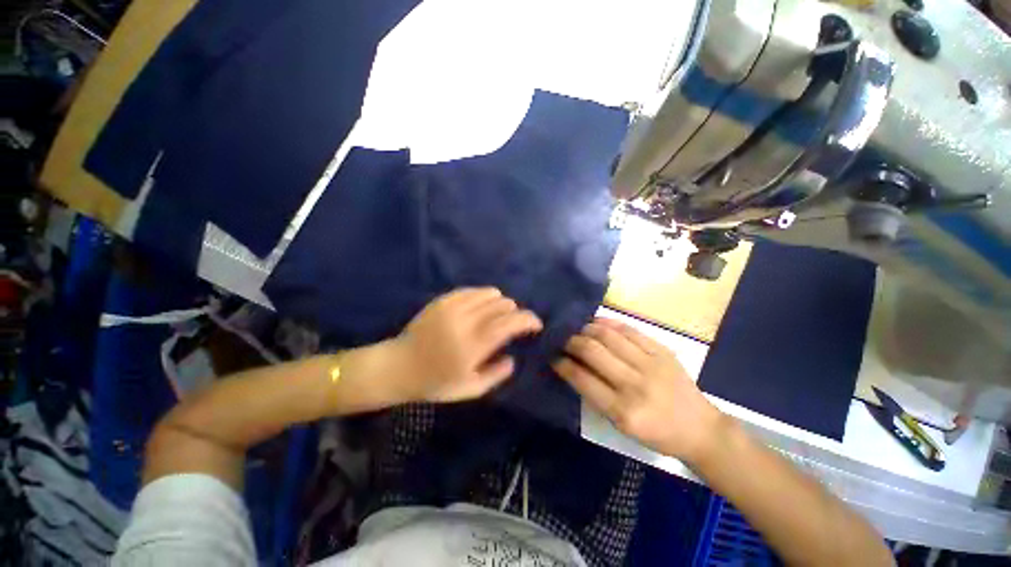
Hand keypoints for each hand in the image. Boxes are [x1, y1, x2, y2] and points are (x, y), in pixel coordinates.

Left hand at [370, 287, 542, 403]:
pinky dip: (483, 297)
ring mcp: (452, 307)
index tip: (536, 324)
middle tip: (513, 324)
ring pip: (489, 294)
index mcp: (474, 346)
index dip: (528, 319)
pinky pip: (472, 291)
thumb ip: (497, 374)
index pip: (510, 323)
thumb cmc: (435, 383)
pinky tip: (481, 307)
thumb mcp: (470, 389)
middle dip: (515, 313)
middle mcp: (465, 322)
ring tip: (497, 315)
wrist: (399, 366)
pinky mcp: (443, 300)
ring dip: (500, 303)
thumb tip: (513, 357)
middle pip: (502, 305)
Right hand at [553, 317, 723, 463]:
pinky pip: (629, 330)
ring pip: (608, 336)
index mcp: (622, 411)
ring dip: (586, 329)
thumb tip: (573, 367)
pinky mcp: (662, 351)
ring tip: (577, 329)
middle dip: (571, 342)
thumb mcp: (621, 426)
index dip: (562, 364)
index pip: (581, 378)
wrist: (700, 429)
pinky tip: (596, 322)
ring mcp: (650, 364)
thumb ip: (595, 396)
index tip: (553, 356)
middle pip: (592, 351)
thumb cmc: (656, 433)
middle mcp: (634, 384)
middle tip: (562, 340)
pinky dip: (608, 323)